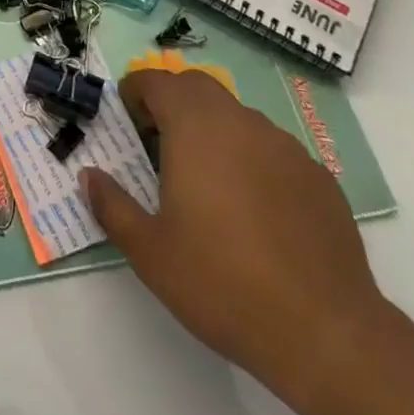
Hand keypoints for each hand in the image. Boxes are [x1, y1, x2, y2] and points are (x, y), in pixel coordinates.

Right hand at [80, 69, 387, 393]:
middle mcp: (240, 122)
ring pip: (238, 117)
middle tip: (159, 143)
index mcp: (195, 127)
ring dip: (214, 130)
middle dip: (173, 102)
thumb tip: (88, 176)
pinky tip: (254, 211)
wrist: (325, 332)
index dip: (136, 92)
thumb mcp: (149, 251)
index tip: (127, 120)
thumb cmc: (222, 283)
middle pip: (198, 87)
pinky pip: (272, 150)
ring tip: (207, 181)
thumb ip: (112, 205)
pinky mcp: (318, 176)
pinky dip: (252, 160)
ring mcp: (285, 146)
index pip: (157, 82)